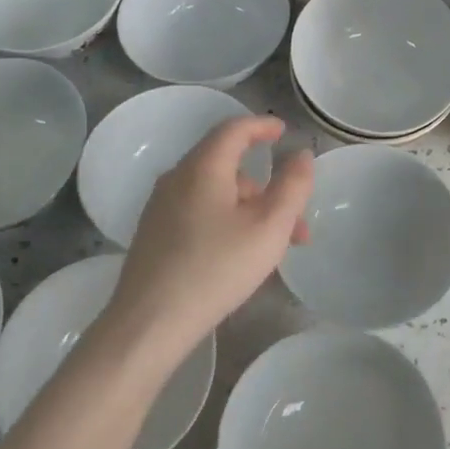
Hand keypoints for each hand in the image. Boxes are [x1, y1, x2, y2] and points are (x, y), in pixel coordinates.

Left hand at [104, 115, 312, 359]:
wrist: (150, 322)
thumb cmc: (217, 268)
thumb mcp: (270, 227)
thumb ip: (292, 186)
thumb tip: (300, 154)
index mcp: (203, 167)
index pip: (234, 129)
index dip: (262, 126)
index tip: (283, 131)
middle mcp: (177, 178)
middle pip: (227, 165)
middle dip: (266, 186)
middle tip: (295, 218)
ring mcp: (160, 207)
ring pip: (215, 193)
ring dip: (250, 209)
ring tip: (274, 249)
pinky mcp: (154, 234)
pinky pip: (199, 211)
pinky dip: (227, 220)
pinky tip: (240, 254)